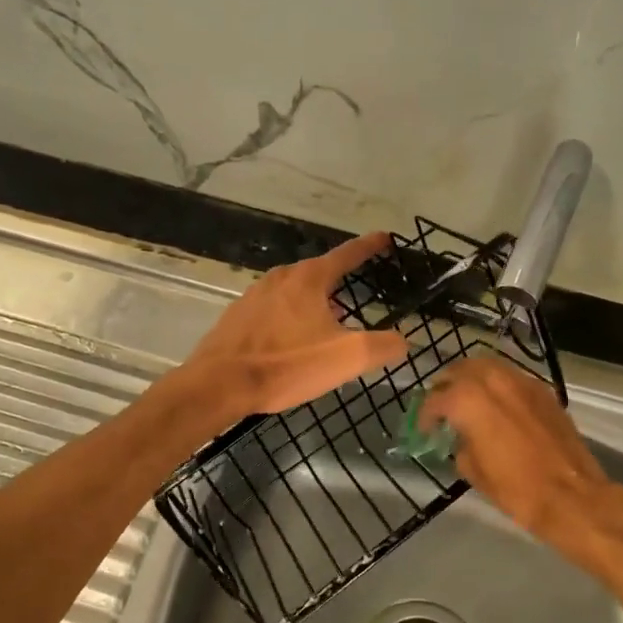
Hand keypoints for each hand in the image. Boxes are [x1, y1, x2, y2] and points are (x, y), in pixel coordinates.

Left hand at [182, 232, 409, 417]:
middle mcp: (281, 277)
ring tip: (328, 322)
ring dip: (314, 301)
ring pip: (294, 291)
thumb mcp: (346, 358)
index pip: (347, 254)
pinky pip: (274, 308)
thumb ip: (382, 346)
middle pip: (319, 272)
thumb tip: (403, 340)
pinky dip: (290, 316)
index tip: (385, 238)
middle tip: (358, 296)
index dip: (369, 247)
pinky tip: (293, 339)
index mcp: (309, 279)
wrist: (219, 384)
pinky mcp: (238, 316)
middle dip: (340, 280)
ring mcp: (255, 295)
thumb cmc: (287, 364)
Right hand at [422, 356, 622, 568]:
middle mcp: (492, 380)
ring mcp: (520, 381)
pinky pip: (511, 376)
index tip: (425, 429)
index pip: (435, 399)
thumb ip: (459, 444)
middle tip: (443, 405)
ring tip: (469, 399)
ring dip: (472, 378)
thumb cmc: (515, 487)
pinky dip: (498, 384)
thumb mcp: (473, 470)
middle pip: (459, 369)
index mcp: (467, 399)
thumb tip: (461, 438)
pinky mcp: (542, 390)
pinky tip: (498, 404)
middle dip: (447, 385)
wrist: (571, 495)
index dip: (425, 415)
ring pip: (487, 366)